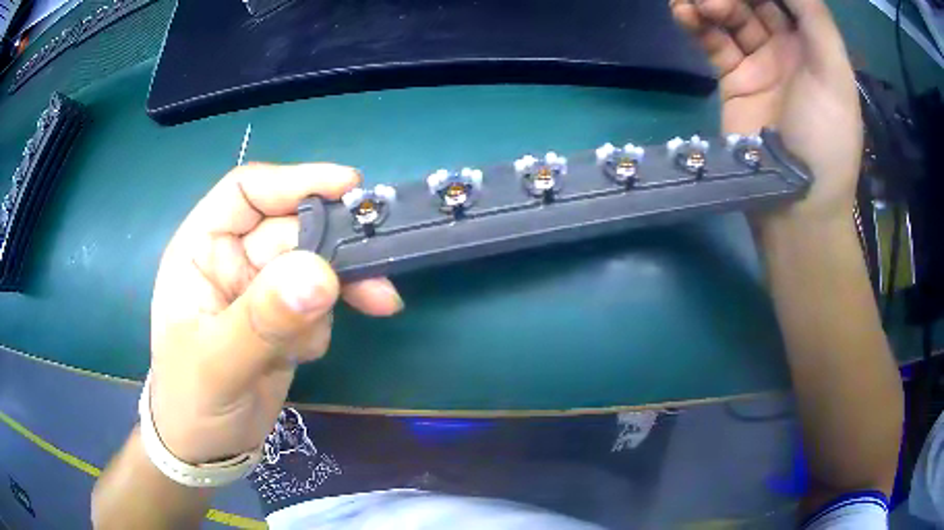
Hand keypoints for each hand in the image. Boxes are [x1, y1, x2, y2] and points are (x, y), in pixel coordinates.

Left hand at [148, 163, 402, 463]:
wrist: (208, 450)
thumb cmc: (192, 401)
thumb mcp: (219, 363)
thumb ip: (264, 319)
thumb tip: (321, 273)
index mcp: (202, 249)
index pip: (248, 192)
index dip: (296, 181)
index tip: (350, 187)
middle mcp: (233, 260)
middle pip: (293, 229)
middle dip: (335, 249)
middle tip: (380, 274)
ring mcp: (261, 290)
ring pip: (314, 265)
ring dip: (340, 289)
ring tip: (371, 310)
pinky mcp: (284, 319)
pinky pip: (319, 303)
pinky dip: (324, 323)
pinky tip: (306, 354)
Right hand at [671, 0, 861, 224]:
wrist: (796, 202)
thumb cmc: (826, 138)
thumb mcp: (834, 74)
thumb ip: (815, 18)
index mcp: (815, 45)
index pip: (789, 0)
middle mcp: (788, 47)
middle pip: (755, 1)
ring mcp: (759, 62)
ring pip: (730, 16)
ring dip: (709, 3)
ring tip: (695, 4)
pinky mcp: (734, 79)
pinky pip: (712, 41)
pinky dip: (696, 24)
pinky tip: (683, 13)